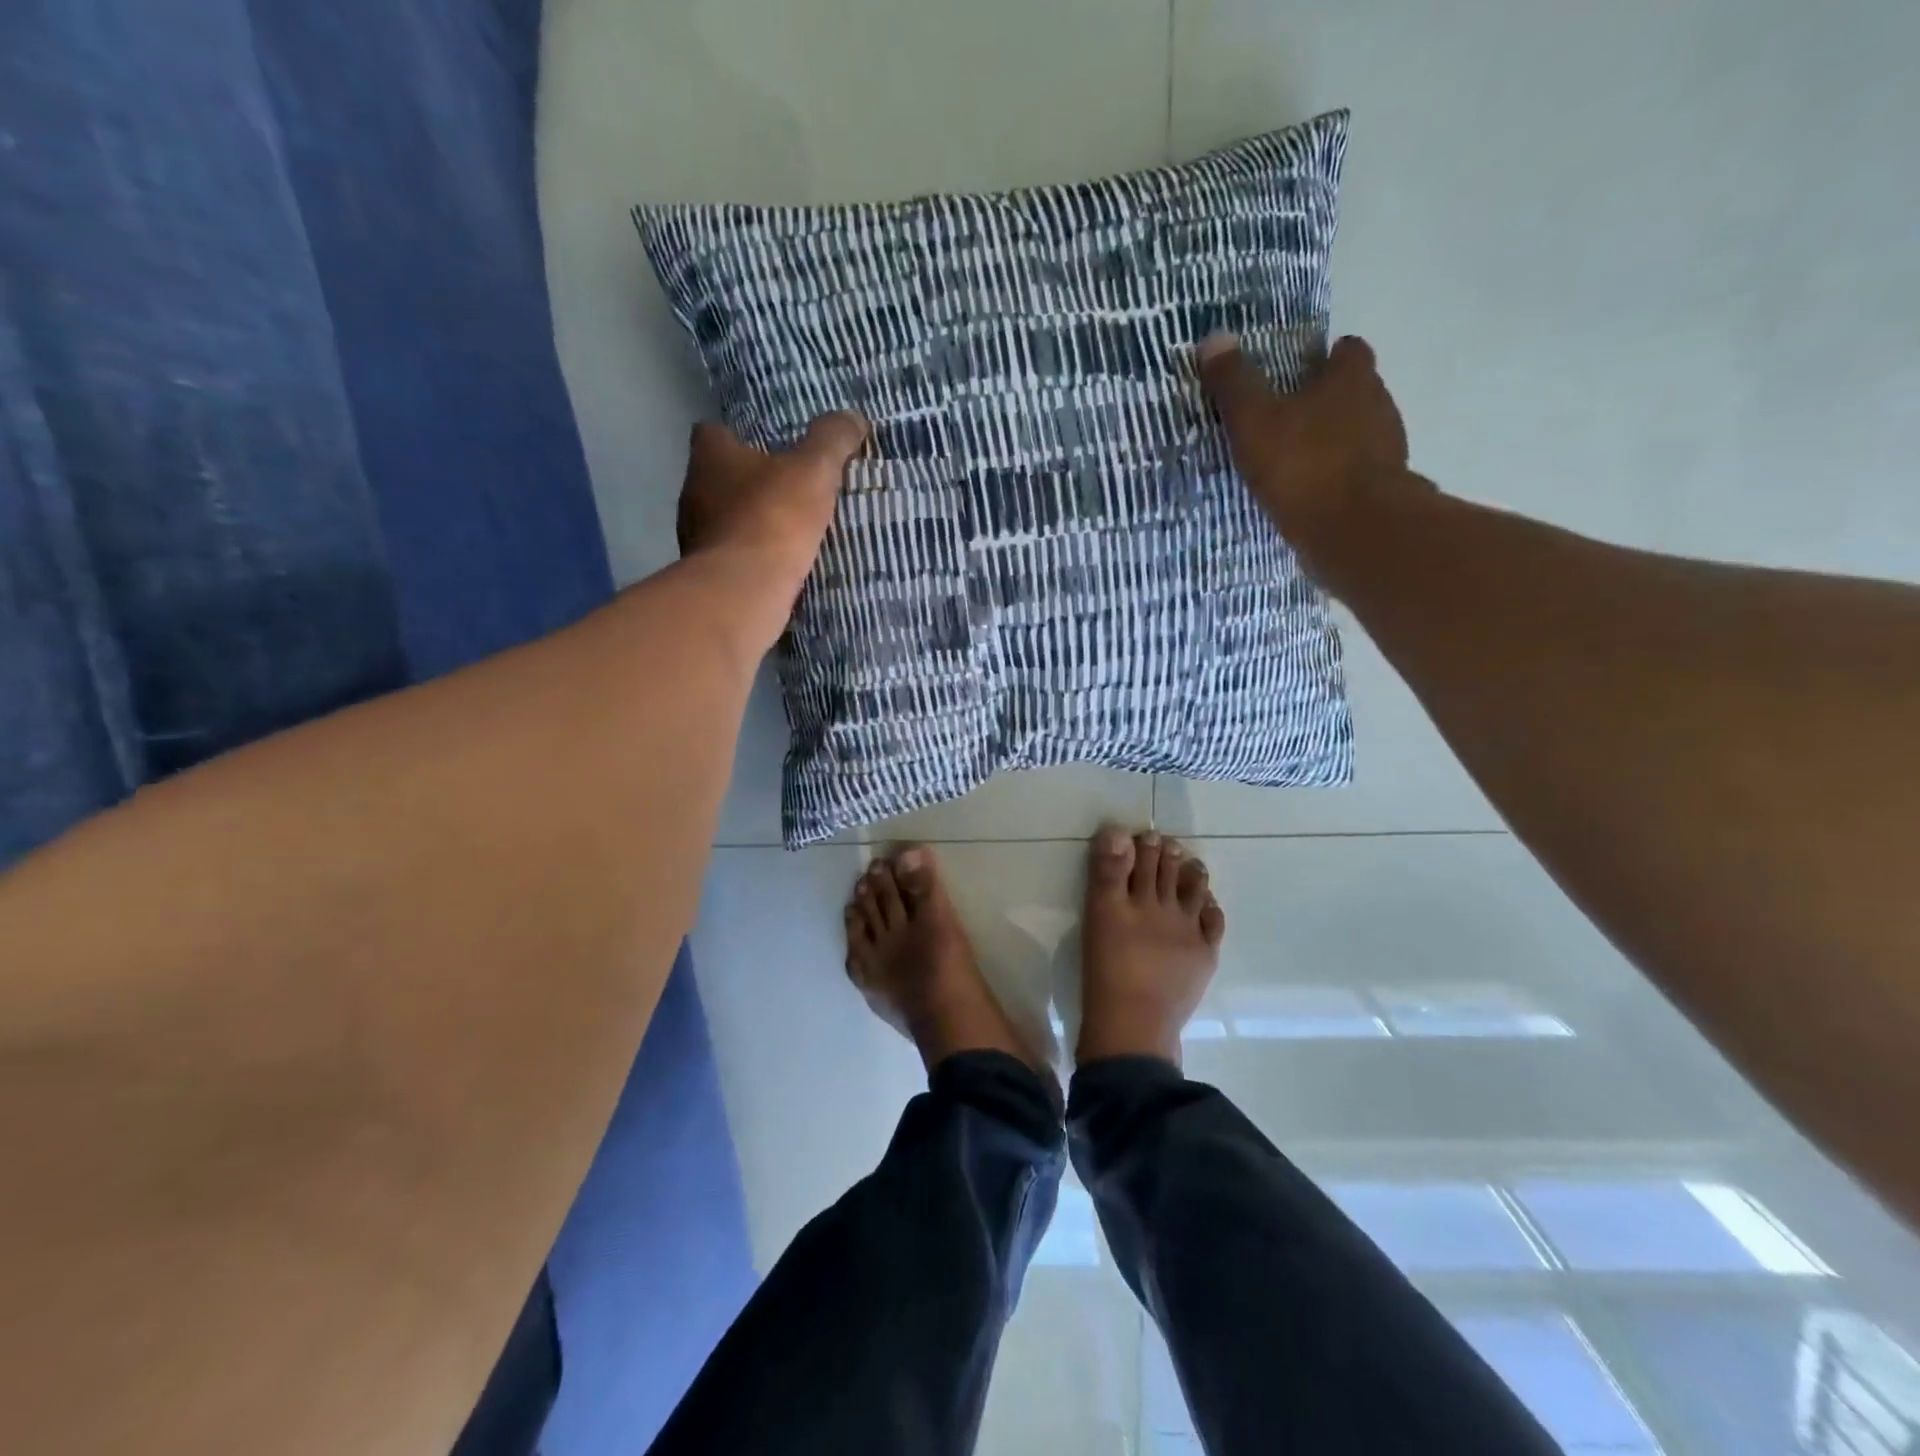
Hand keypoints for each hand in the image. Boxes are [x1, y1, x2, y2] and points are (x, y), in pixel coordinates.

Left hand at [678, 411, 866, 569]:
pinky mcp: (706, 574)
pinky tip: (776, 564)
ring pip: (721, 520)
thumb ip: (832, 441)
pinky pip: (730, 557)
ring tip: (784, 529)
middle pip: (716, 477)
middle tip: (784, 487)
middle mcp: (693, 492)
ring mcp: (694, 537)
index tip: (765, 444)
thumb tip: (853, 417)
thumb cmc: (773, 518)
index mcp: (710, 457)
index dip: (736, 434)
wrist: (743, 590)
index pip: (711, 431)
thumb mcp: (814, 471)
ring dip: (747, 523)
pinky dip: (749, 557)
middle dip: (745, 482)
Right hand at [1197, 334, 1424, 551]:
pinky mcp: (1385, 488)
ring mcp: (1388, 449)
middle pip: (1357, 391)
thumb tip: (1213, 336)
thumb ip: (1235, 383)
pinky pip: (1358, 473)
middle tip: (1292, 416)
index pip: (1349, 351)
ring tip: (1298, 459)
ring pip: (1360, 433)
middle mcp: (1379, 405)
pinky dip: (1339, 477)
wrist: (1354, 529)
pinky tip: (1313, 494)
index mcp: (1352, 379)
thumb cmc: (1303, 464)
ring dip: (1335, 441)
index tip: (1305, 369)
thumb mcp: (1255, 420)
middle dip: (1329, 400)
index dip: (1328, 356)